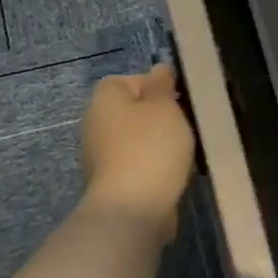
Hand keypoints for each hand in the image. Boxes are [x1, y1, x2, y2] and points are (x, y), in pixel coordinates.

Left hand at [80, 63, 196, 238]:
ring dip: (155, 144)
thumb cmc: (150, 147)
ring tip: (182, 152)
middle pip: (129, 111)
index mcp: (104, 100)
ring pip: (133, 140)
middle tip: (183, 125)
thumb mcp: (164, 107)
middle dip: (156, 117)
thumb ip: (162, 85)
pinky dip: (152, 167)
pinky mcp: (111, 183)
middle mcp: (94, 125)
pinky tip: (172, 175)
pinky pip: (135, 165)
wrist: (133, 208)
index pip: (123, 80)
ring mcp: (99, 157)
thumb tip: (158, 69)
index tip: (175, 99)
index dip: (151, 86)